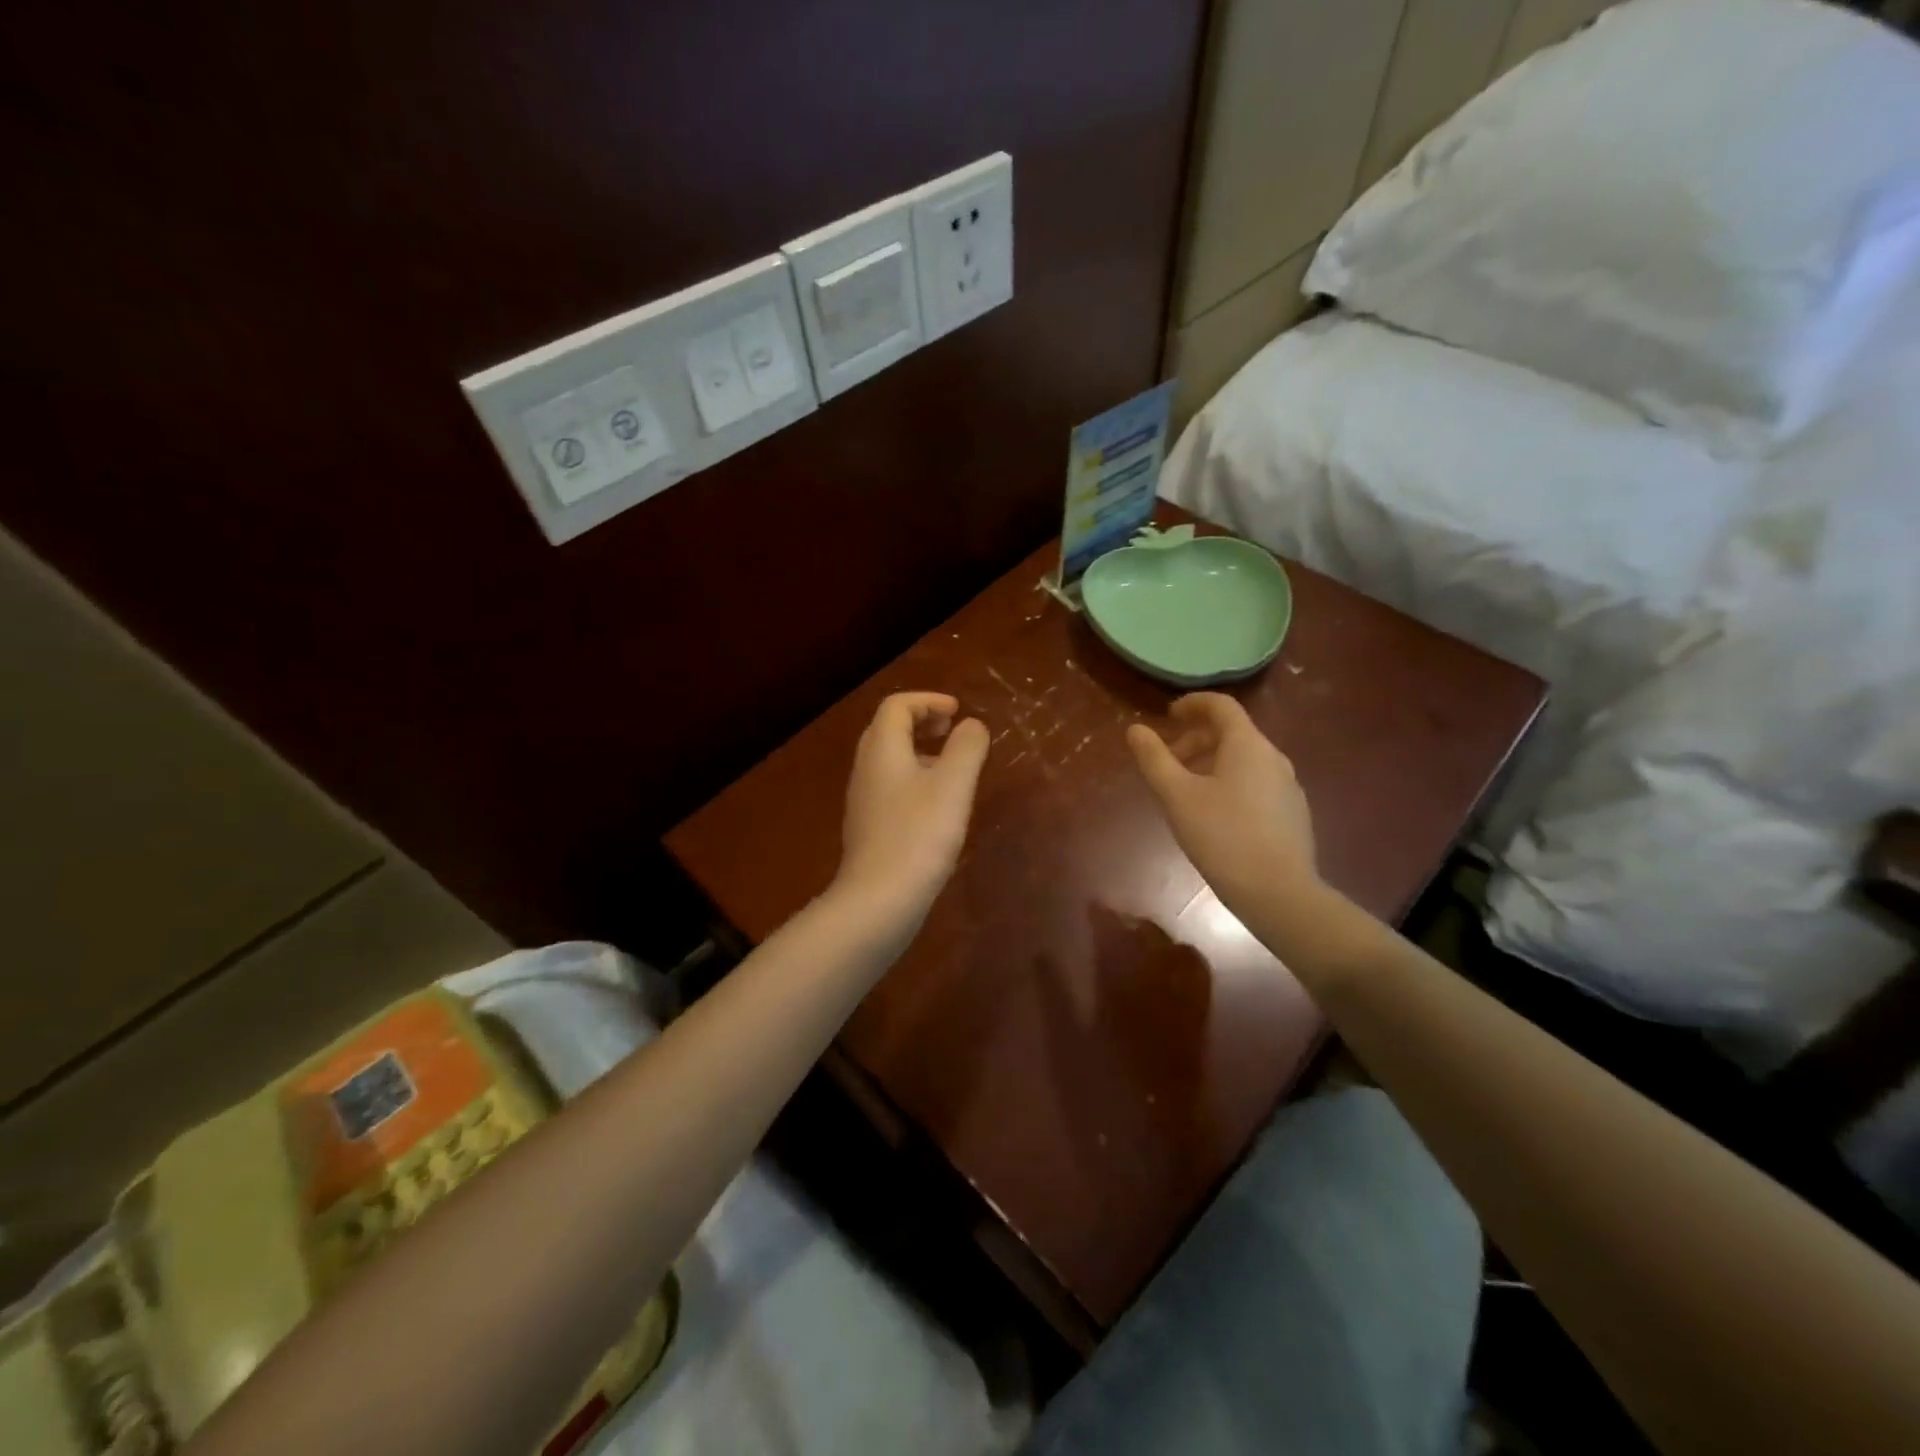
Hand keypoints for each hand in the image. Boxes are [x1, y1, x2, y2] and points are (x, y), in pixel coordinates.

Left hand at [836, 692, 989, 924]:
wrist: (879, 900)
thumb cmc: (919, 835)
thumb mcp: (953, 785)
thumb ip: (966, 747)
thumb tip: (971, 725)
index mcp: (882, 749)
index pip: (897, 706)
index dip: (928, 701)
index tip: (958, 711)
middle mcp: (866, 768)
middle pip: (888, 729)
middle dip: (922, 722)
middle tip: (953, 730)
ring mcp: (864, 799)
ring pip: (889, 759)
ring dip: (919, 751)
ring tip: (951, 765)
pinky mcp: (869, 827)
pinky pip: (890, 786)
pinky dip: (914, 778)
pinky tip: (937, 804)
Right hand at [1126, 694, 1319, 922]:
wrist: (1279, 893)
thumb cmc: (1222, 837)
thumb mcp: (1177, 796)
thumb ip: (1154, 759)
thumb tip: (1135, 729)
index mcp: (1248, 745)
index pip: (1221, 706)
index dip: (1193, 704)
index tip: (1168, 715)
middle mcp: (1274, 758)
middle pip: (1233, 734)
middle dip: (1196, 740)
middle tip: (1168, 762)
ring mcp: (1288, 787)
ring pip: (1244, 761)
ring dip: (1211, 764)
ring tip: (1185, 793)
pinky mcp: (1292, 814)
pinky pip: (1256, 784)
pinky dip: (1229, 784)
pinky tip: (1214, 817)